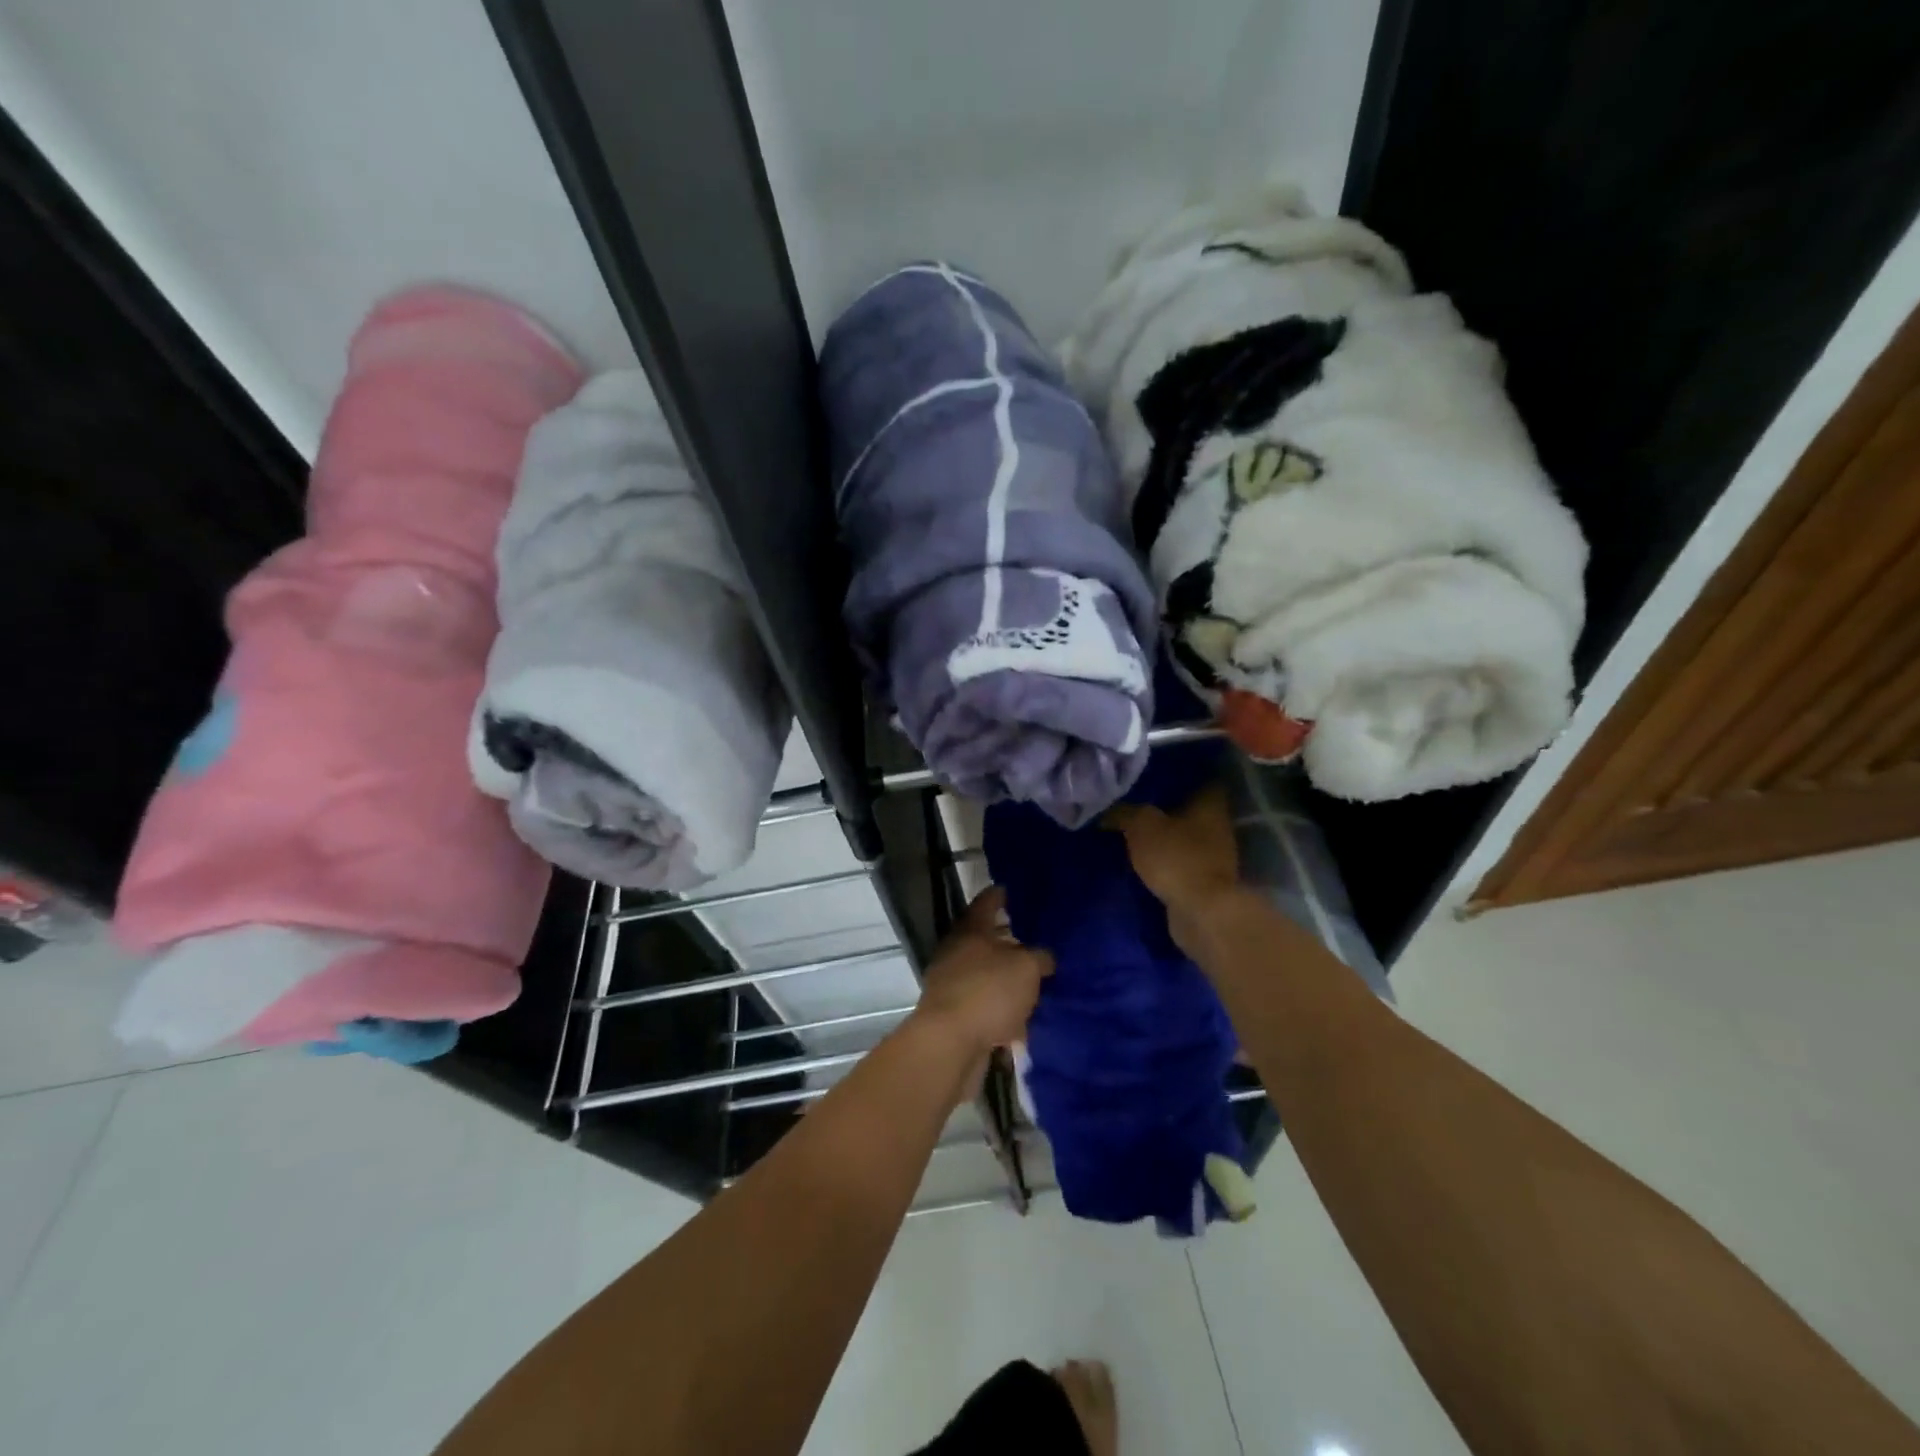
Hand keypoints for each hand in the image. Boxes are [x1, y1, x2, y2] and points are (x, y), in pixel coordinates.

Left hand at [911, 888, 1051, 1058]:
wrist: (950, 1044)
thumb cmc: (988, 992)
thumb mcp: (1026, 968)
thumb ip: (1040, 958)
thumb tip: (1044, 958)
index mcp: (971, 930)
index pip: (987, 902)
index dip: (1001, 895)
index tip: (1013, 889)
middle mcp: (958, 952)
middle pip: (986, 939)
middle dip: (1010, 940)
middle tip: (1037, 939)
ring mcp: (954, 984)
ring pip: (987, 974)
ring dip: (1008, 978)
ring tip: (1038, 981)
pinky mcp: (957, 1015)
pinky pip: (986, 1005)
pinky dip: (1003, 1008)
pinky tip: (1025, 1018)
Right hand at [1104, 784, 1241, 958]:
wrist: (1201, 912)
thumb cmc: (1176, 857)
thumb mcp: (1141, 826)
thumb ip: (1124, 813)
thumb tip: (1106, 811)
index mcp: (1210, 804)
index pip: (1200, 777)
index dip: (1179, 773)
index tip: (1154, 771)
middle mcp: (1218, 826)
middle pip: (1192, 808)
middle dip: (1167, 806)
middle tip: (1135, 801)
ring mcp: (1215, 856)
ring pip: (1186, 836)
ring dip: (1166, 836)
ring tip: (1133, 832)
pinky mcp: (1206, 882)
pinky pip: (1182, 862)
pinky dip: (1166, 860)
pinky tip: (1143, 859)